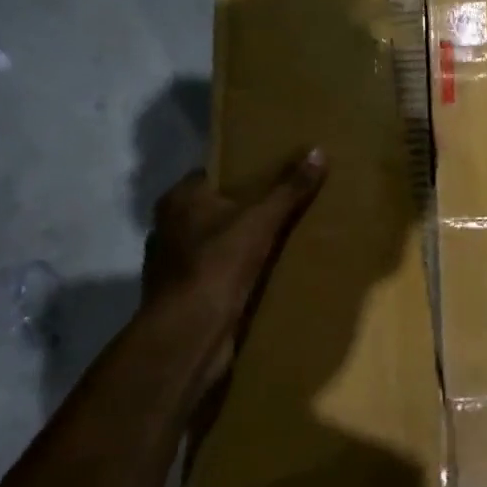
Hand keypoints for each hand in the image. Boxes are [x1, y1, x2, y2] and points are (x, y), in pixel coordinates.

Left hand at [141, 149, 327, 395]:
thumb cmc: (217, 264)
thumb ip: (289, 188)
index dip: (242, 172)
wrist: (189, 335)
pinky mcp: (184, 296)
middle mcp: (168, 228)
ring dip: (241, 243)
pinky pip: (216, 273)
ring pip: (215, 243)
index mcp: (178, 200)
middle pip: (214, 209)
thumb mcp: (261, 220)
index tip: (274, 172)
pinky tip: (265, 274)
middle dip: (245, 208)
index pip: (212, 174)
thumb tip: (318, 151)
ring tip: (281, 238)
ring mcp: (173, 265)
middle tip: (285, 203)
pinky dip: (236, 272)